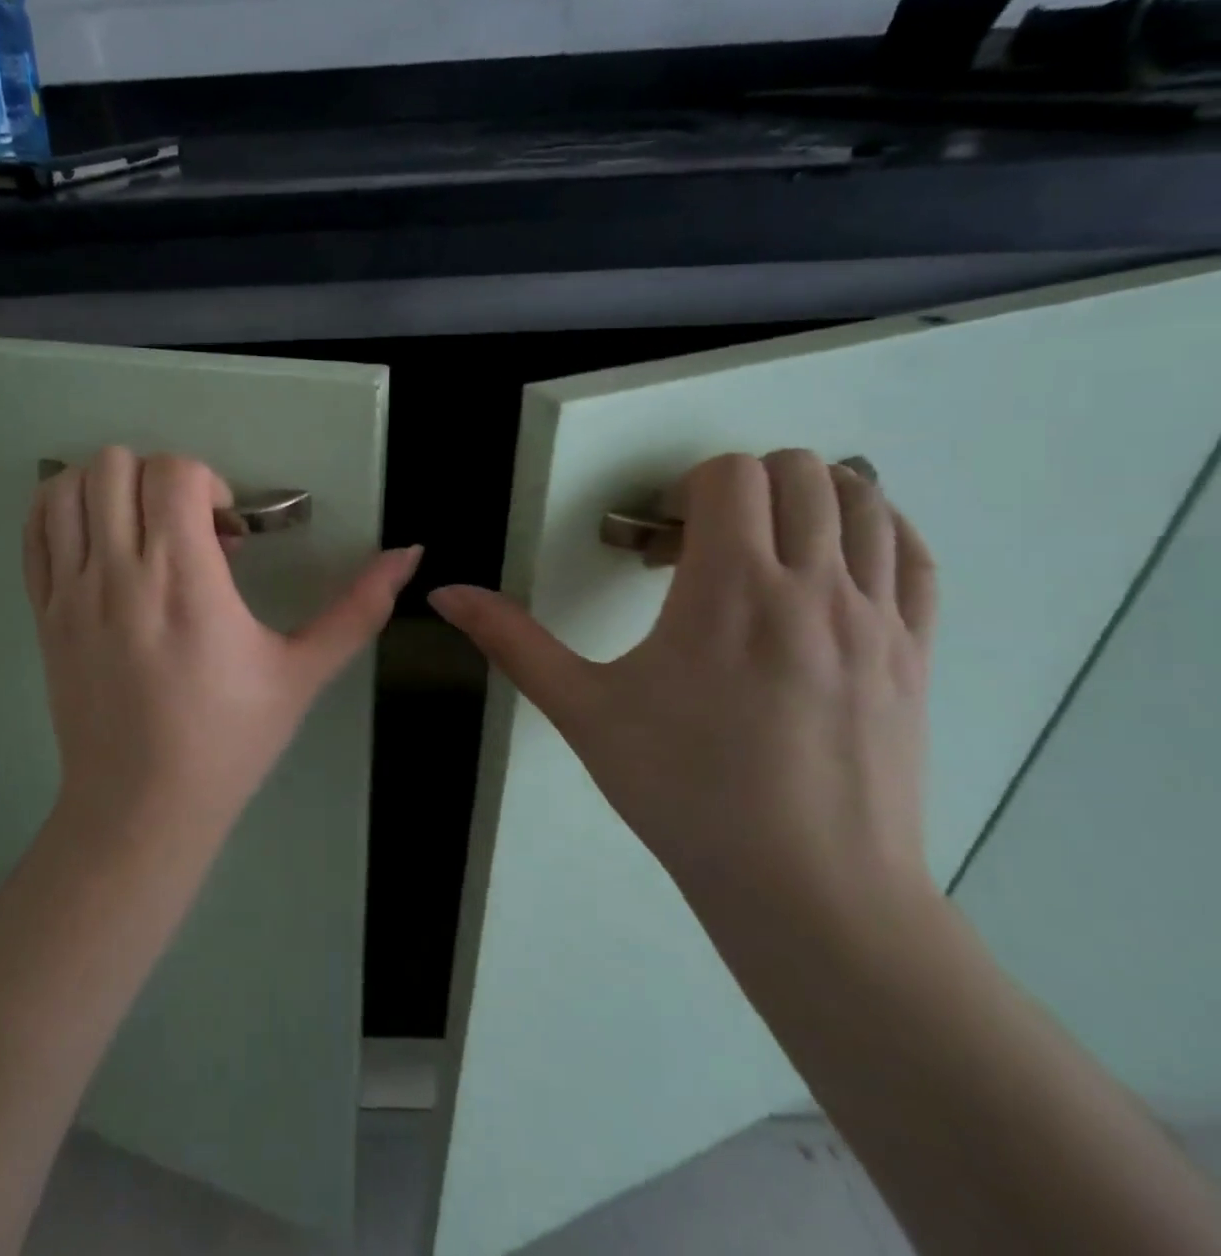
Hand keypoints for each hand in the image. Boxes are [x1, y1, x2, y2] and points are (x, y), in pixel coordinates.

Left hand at [25, 447, 422, 835]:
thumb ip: (358, 609)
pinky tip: (99, 539)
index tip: (225, 531)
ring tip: (141, 529)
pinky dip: (62, 510)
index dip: (207, 482)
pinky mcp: (42, 612)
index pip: (174, 472)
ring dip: (108, 488)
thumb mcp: (302, 674)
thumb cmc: (228, 742)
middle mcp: (118, 573)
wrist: (140, 810)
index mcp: (184, 581)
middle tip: (185, 527)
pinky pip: (35, 530)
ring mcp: (69, 592)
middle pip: (115, 465)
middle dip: (160, 478)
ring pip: (66, 486)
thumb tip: (411, 553)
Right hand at [430, 450, 937, 930]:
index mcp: (730, 590)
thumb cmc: (682, 790)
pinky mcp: (915, 651)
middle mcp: (813, 585)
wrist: (808, 888)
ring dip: (806, 500)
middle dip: (740, 487)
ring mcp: (877, 617)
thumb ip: (511, 641)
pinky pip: (911, 553)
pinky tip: (828, 566)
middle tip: (702, 546)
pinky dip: (873, 531)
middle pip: (798, 471)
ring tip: (762, 551)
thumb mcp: (582, 710)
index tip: (658, 541)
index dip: (683, 489)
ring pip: (864, 499)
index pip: (728, 475)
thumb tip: (445, 595)